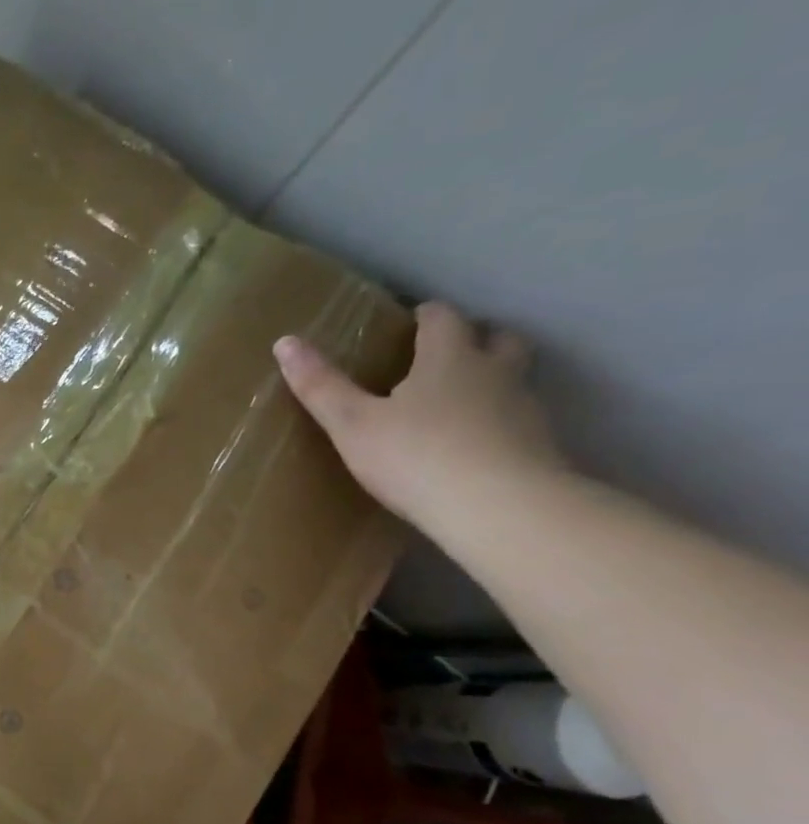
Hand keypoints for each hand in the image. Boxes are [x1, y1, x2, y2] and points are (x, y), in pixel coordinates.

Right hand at [273, 301, 563, 530]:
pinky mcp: (539, 447)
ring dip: (491, 381)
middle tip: (444, 355)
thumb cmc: (416, 456)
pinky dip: (497, 424)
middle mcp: (494, 373)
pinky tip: (472, 448)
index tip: (408, 321)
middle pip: (498, 339)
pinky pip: (517, 422)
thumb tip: (284, 341)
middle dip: (475, 338)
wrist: (499, 508)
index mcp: (449, 359)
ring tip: (456, 404)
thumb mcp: (352, 424)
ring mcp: (524, 410)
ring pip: (513, 379)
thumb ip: (321, 386)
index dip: (425, 316)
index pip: (443, 319)